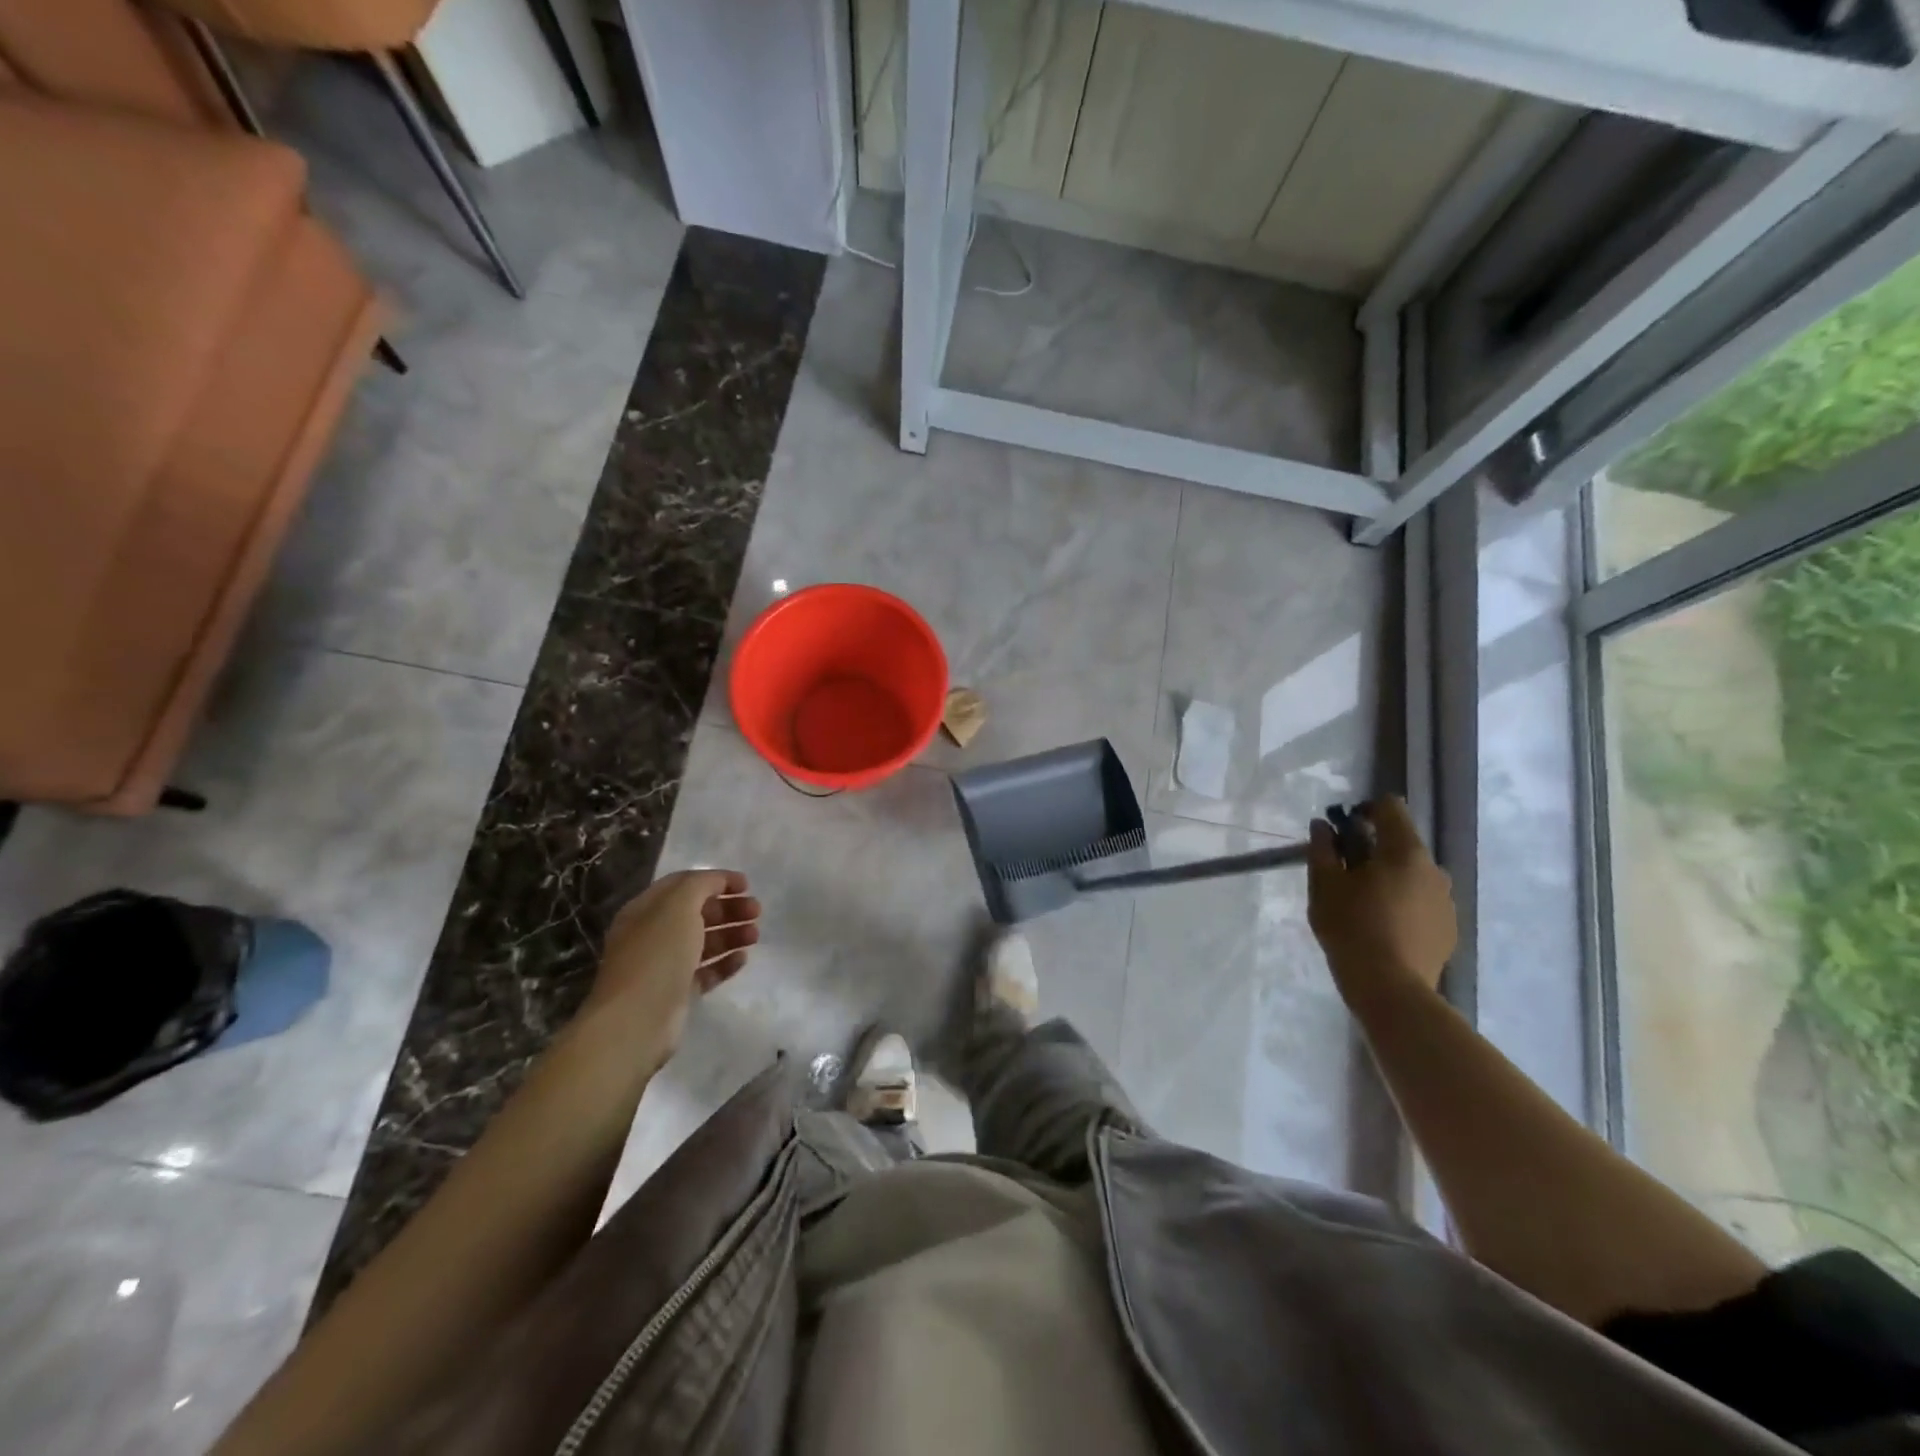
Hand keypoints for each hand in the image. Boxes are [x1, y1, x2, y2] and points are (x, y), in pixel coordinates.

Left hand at [587, 870, 760, 1071]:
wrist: (636, 1020)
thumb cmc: (657, 954)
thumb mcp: (678, 905)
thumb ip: (700, 885)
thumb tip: (717, 882)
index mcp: (646, 909)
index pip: (684, 884)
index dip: (716, 880)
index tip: (747, 885)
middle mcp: (652, 934)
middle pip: (696, 913)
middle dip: (728, 908)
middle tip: (756, 911)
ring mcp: (664, 965)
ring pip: (703, 942)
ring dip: (731, 934)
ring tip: (755, 935)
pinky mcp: (676, 993)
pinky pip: (705, 971)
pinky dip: (724, 962)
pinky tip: (742, 959)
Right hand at [1307, 796, 1455, 1005]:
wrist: (1391, 989)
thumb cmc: (1351, 928)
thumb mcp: (1324, 886)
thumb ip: (1322, 849)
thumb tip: (1321, 826)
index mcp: (1404, 851)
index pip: (1390, 808)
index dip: (1364, 811)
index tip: (1341, 831)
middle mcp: (1434, 868)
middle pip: (1401, 843)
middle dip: (1372, 850)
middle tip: (1344, 874)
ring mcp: (1446, 900)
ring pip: (1413, 874)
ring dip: (1389, 878)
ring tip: (1363, 904)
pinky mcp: (1449, 928)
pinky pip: (1422, 901)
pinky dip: (1403, 903)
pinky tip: (1383, 927)